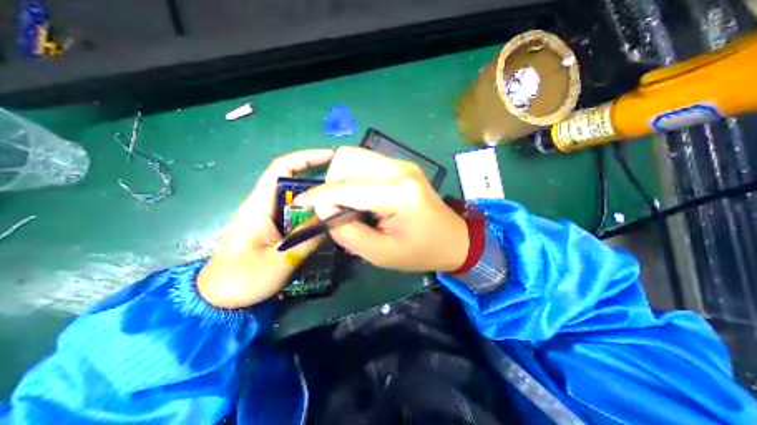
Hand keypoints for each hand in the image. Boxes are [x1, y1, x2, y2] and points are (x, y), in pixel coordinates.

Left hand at [197, 149, 333, 307]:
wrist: (218, 298)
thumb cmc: (242, 278)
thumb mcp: (279, 260)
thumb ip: (307, 238)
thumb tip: (332, 219)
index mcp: (259, 205)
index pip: (282, 168)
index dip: (306, 157)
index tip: (330, 156)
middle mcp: (265, 204)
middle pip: (294, 180)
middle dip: (318, 177)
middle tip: (344, 183)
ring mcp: (270, 216)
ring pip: (298, 198)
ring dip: (318, 196)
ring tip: (341, 200)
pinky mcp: (275, 227)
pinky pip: (298, 213)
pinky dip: (313, 212)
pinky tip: (327, 220)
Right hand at [294, 146, 467, 270]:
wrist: (454, 239)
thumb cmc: (420, 252)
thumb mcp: (380, 253)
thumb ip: (347, 231)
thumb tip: (324, 208)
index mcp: (397, 193)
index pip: (346, 187)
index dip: (319, 195)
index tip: (301, 203)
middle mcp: (399, 169)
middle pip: (348, 158)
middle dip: (332, 182)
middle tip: (335, 207)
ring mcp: (402, 163)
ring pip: (356, 156)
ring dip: (343, 178)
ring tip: (348, 203)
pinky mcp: (402, 165)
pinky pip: (367, 162)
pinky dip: (355, 177)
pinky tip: (361, 196)